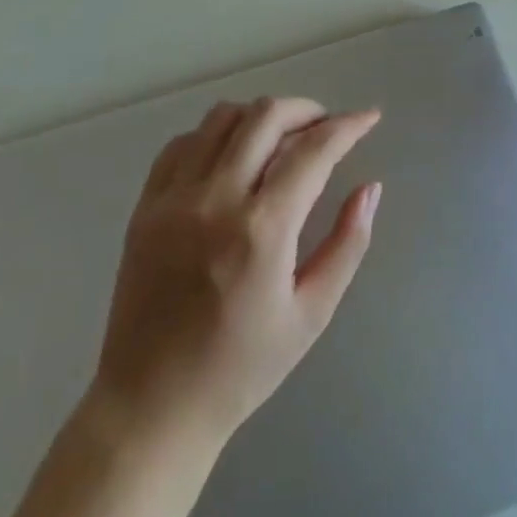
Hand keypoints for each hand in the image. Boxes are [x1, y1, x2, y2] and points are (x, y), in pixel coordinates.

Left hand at [90, 97, 382, 444]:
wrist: (151, 407)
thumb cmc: (241, 369)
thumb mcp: (311, 314)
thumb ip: (347, 244)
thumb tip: (370, 188)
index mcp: (261, 231)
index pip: (313, 150)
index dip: (348, 126)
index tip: (368, 117)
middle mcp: (215, 200)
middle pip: (266, 116)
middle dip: (307, 109)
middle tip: (326, 127)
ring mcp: (173, 199)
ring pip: (222, 117)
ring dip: (261, 116)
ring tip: (282, 138)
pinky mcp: (145, 206)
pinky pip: (183, 143)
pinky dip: (215, 134)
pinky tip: (233, 157)